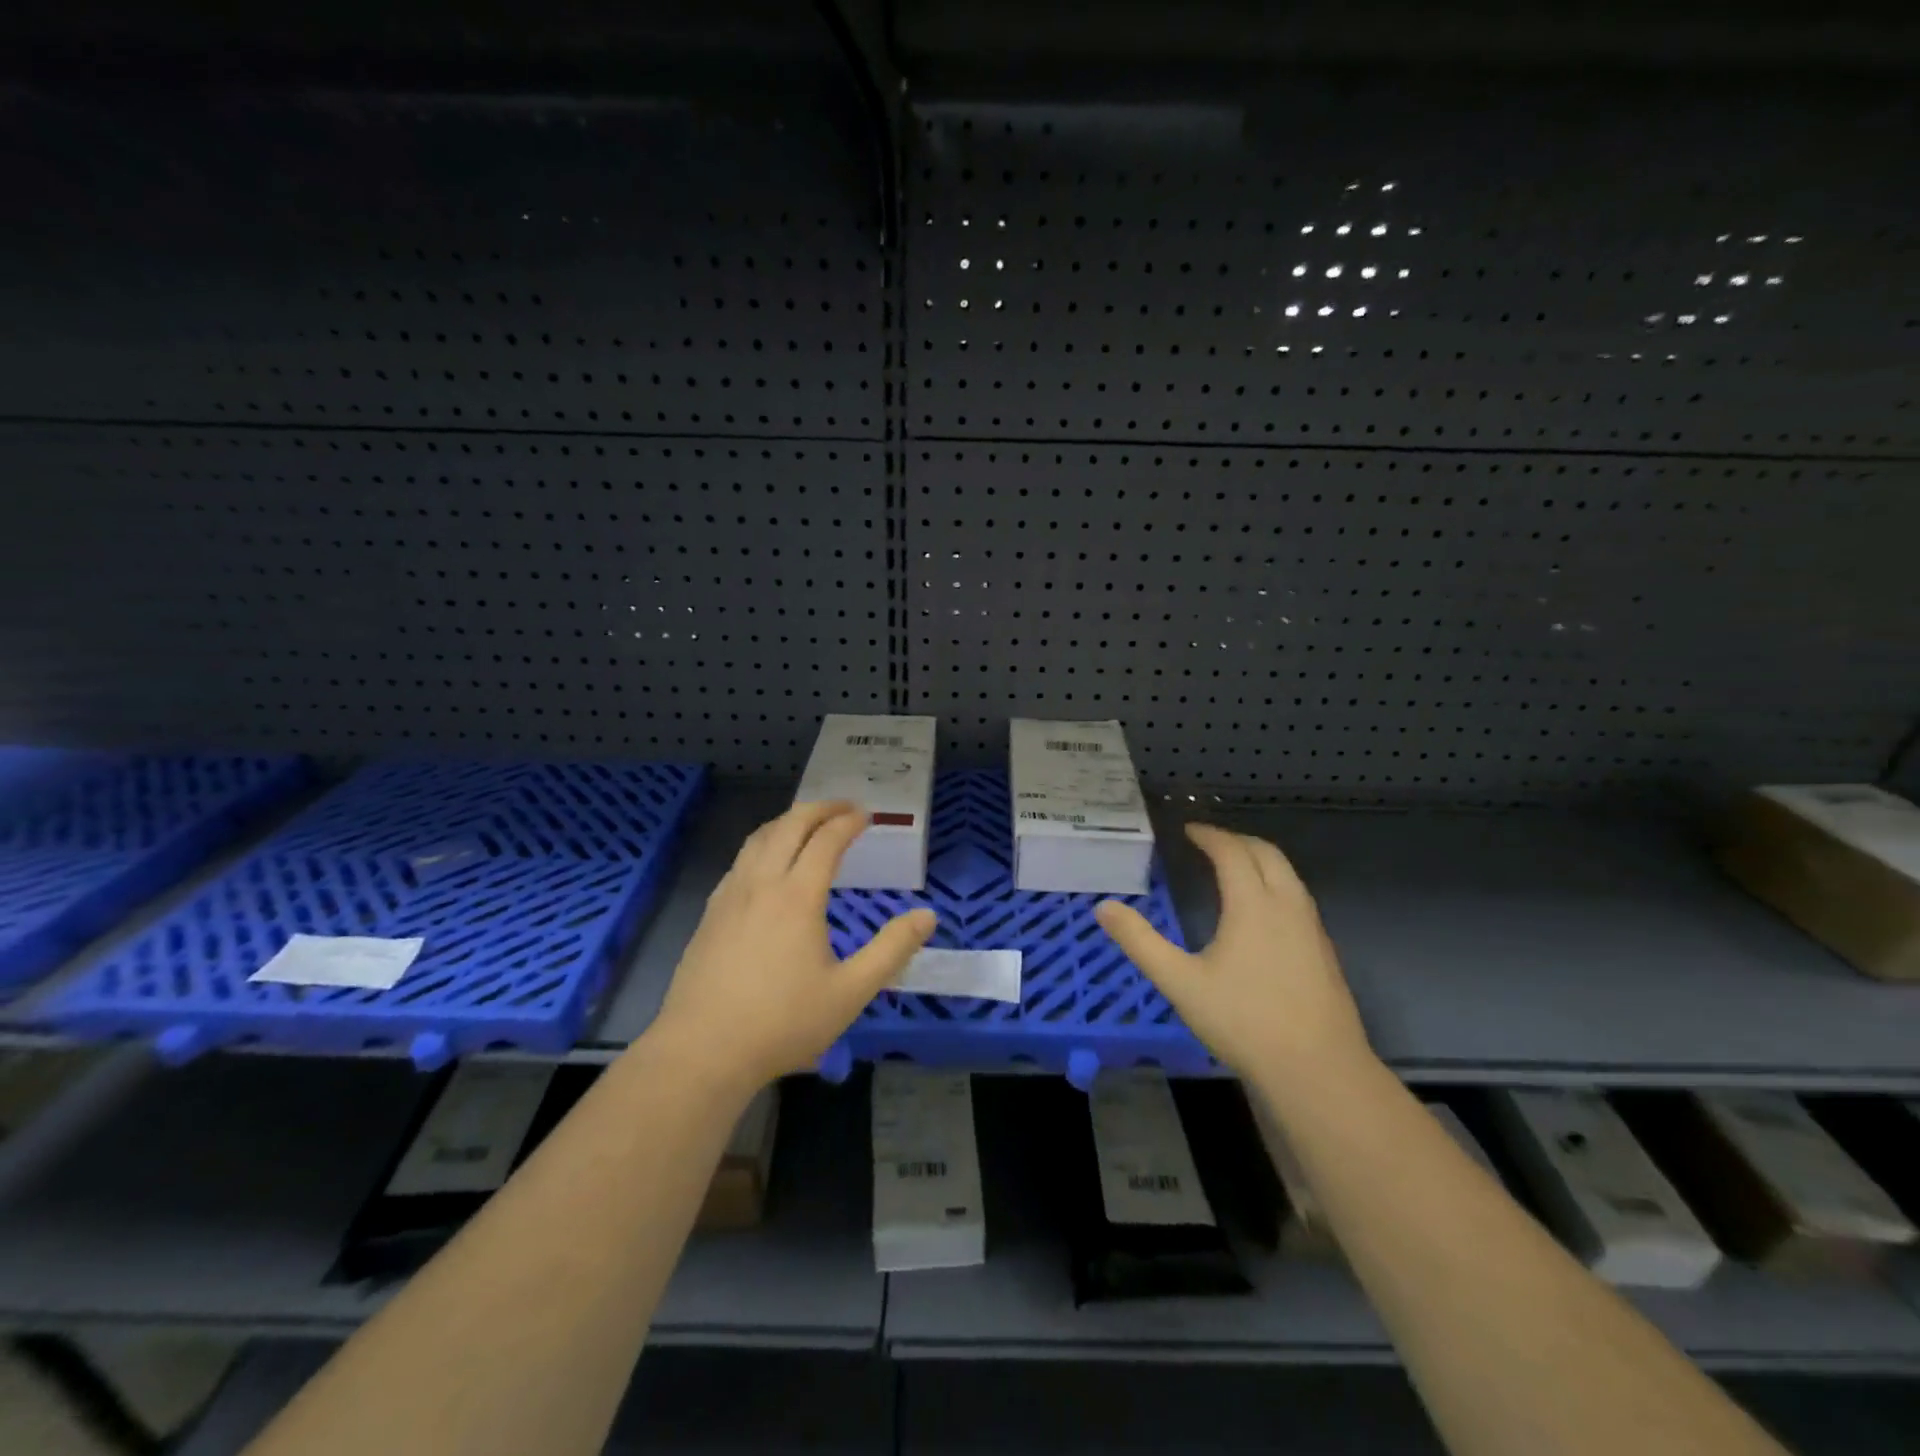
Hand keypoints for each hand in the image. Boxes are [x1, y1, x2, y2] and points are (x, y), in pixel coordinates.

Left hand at [651, 801, 935, 1090]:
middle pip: (788, 826)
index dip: (847, 821)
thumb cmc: (782, 1022)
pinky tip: (766, 865)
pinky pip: (740, 861)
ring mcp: (730, 896)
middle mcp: (761, 884)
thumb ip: (891, 950)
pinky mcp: (710, 914)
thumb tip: (927, 915)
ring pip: (758, 839)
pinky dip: (762, 845)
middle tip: (842, 807)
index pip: (826, 840)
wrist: (703, 1051)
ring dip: (787, 822)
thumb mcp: (850, 992)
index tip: (866, 815)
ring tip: (807, 824)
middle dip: (818, 809)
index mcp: (797, 896)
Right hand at [1095, 823, 1370, 1087]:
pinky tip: (1261, 913)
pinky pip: (1298, 898)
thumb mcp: (1180, 982)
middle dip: (1237, 840)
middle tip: (1209, 842)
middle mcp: (1287, 906)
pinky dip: (1275, 884)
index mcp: (1252, 904)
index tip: (1187, 830)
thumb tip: (1104, 908)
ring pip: (1288, 875)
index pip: (1232, 851)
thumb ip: (1140, 942)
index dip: (1209, 835)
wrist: (1319, 1071)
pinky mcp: (1324, 952)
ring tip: (1233, 868)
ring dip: (1260, 860)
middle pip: (1267, 853)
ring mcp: (1312, 929)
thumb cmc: (1244, 1021)